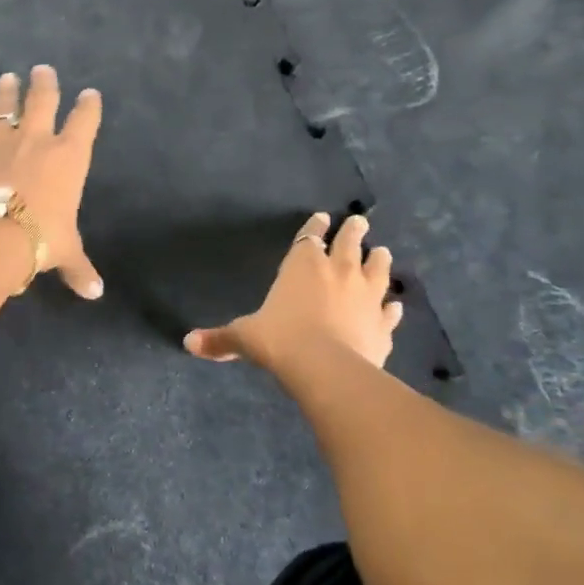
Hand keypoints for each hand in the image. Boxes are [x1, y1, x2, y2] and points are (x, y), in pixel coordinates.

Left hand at [0, 65, 104, 298]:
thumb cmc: (38, 240)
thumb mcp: (64, 253)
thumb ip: (79, 268)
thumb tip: (95, 293)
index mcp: (69, 158)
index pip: (85, 122)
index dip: (89, 106)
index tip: (91, 94)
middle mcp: (38, 140)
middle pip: (44, 100)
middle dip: (45, 83)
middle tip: (43, 68)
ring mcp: (2, 140)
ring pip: (7, 106)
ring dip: (8, 91)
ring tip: (8, 77)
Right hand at [184, 212, 401, 370]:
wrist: (326, 367)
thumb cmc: (280, 340)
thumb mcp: (244, 337)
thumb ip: (220, 338)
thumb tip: (188, 343)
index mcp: (302, 266)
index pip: (310, 237)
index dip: (315, 227)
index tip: (323, 217)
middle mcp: (337, 272)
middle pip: (349, 243)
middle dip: (353, 231)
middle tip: (360, 221)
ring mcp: (365, 296)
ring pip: (377, 269)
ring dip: (379, 260)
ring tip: (383, 251)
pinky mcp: (382, 324)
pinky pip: (389, 312)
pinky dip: (392, 308)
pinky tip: (396, 306)